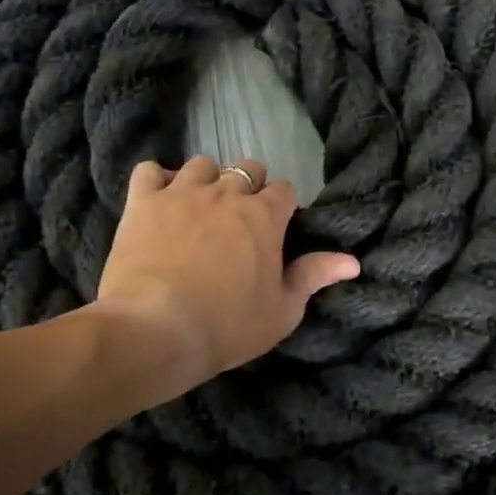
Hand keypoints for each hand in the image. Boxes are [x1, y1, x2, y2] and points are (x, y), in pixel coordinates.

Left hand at [94, 156, 359, 394]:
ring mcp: (182, 193)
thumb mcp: (282, 310)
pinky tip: (159, 201)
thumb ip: (314, 276)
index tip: (276, 229)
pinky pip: (149, 171)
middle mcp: (226, 193)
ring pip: (201, 165)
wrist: (158, 329)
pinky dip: (156, 180)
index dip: (282, 206)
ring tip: (199, 208)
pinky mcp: (143, 201)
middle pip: (246, 169)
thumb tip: (352, 261)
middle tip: (239, 220)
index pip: (284, 190)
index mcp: (264, 216)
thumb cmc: (228, 325)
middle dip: (248, 187)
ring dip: (205, 181)